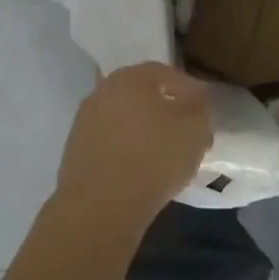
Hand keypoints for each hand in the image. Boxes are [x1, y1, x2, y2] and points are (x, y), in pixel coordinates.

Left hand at [54, 63, 211, 238]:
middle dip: (165, 110)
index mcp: (130, 77)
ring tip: (165, 155)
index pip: (166, 73)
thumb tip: (193, 100)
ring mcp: (85, 120)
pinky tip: (141, 170)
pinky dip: (127, 149)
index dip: (189, 90)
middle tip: (185, 132)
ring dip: (144, 130)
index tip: (203, 111)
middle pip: (142, 95)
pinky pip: (111, 141)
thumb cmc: (153, 158)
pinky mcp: (75, 150)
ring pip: (125, 119)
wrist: (99, 206)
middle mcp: (103, 90)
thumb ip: (199, 108)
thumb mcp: (195, 129)